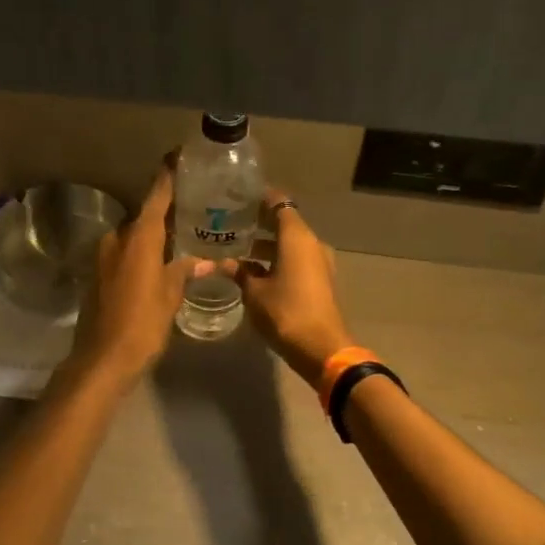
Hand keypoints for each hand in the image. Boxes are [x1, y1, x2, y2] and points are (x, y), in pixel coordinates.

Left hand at [69, 165, 205, 386]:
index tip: (178, 156)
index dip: (167, 175)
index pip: (156, 196)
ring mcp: (104, 257)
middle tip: (193, 207)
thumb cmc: (142, 324)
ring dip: (153, 235)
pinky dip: (141, 252)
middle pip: (144, 216)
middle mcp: (118, 239)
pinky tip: (160, 262)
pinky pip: (124, 253)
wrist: (103, 358)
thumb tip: (203, 261)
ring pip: (134, 236)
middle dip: (166, 211)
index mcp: (139, 238)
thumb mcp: (170, 297)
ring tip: (181, 236)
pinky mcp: (98, 274)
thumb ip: (184, 272)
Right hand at [231, 190, 350, 382]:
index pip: (279, 203)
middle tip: (231, 223)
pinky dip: (277, 261)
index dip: (260, 197)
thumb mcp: (254, 293)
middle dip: (259, 223)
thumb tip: (222, 263)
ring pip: (290, 244)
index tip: (238, 196)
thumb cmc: (286, 312)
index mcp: (297, 237)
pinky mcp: (320, 281)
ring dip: (267, 246)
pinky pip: (296, 261)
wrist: (322, 348)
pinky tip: (254, 271)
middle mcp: (311, 243)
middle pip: (285, 223)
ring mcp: (319, 263)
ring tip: (238, 249)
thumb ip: (239, 273)